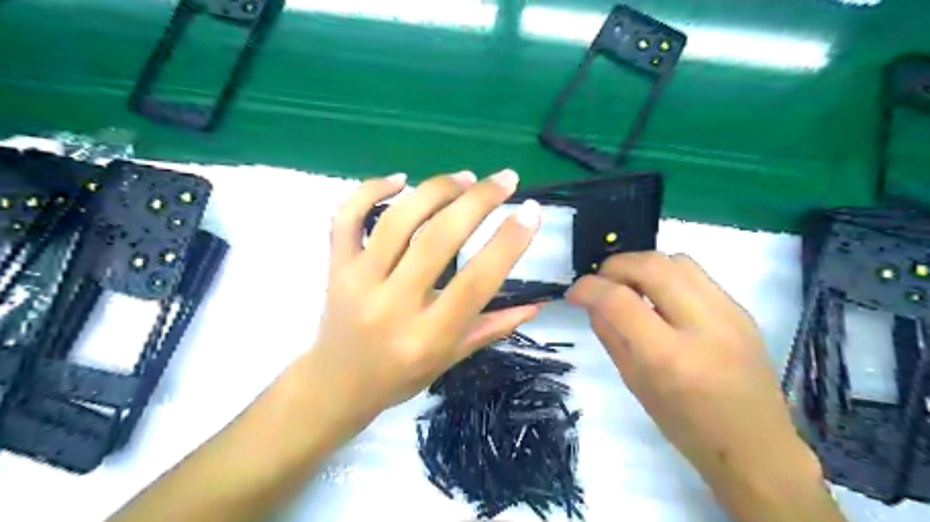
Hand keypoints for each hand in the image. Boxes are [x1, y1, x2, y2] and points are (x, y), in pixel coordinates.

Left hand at [301, 172, 542, 431]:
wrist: (336, 385)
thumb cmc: (400, 377)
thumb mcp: (451, 359)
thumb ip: (492, 328)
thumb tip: (536, 304)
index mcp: (427, 335)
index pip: (476, 282)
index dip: (508, 243)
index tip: (531, 211)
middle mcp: (392, 305)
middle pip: (438, 239)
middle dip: (478, 201)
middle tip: (505, 179)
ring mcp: (358, 281)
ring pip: (396, 220)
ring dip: (435, 190)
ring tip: (465, 177)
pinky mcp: (335, 266)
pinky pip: (346, 217)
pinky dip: (371, 190)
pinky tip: (400, 179)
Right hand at [566, 255, 818, 495]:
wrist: (756, 445)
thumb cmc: (686, 426)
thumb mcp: (635, 384)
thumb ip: (610, 336)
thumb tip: (592, 302)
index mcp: (669, 357)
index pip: (619, 301)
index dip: (588, 288)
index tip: (575, 292)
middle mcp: (702, 326)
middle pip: (651, 266)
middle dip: (614, 266)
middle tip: (600, 282)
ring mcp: (729, 313)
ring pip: (675, 260)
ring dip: (641, 265)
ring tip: (629, 285)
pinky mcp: (741, 308)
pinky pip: (694, 274)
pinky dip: (665, 274)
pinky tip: (659, 296)